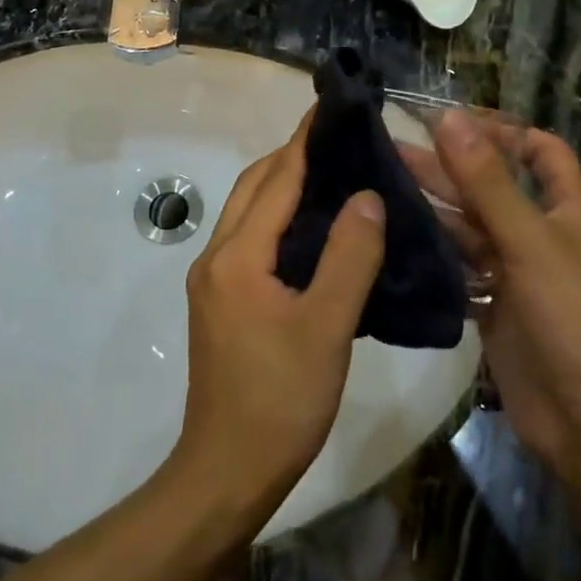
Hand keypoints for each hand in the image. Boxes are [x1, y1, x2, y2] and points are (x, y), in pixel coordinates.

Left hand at [169, 116, 384, 524]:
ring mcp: (214, 281)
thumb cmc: (280, 400)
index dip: (305, 141)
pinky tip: (314, 232)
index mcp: (237, 256)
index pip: (276, 179)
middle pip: (255, 188)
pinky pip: (251, 241)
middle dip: (293, 158)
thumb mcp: (326, 327)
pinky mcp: (221, 302)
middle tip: (341, 142)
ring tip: (334, 177)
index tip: (331, 106)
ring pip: (250, 214)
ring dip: (284, 188)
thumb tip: (366, 196)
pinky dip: (279, 220)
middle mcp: (216, 257)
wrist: (227, 473)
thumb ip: (349, 257)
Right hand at [402, 114, 580, 490]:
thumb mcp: (531, 243)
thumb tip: (450, 118)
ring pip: (468, 228)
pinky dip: (430, 253)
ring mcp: (514, 273)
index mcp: (565, 210)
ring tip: (380, 189)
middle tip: (390, 150)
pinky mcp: (491, 306)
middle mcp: (538, 235)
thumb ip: (488, 182)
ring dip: (431, 208)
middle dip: (447, 167)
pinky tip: (392, 240)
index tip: (451, 121)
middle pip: (490, 187)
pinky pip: (457, 268)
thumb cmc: (574, 321)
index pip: (540, 152)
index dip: (503, 131)